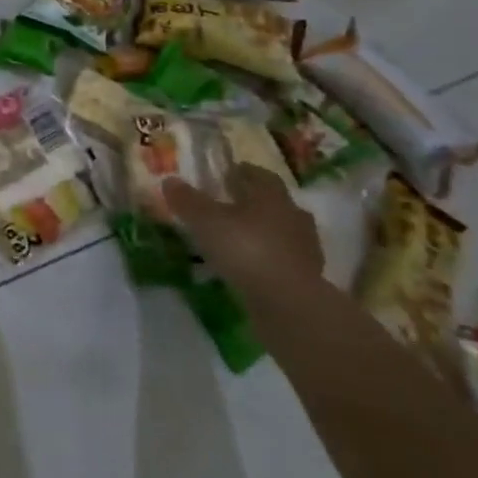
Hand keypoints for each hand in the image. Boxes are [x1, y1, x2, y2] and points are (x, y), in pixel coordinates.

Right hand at [163, 163, 323, 301]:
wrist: (290, 305)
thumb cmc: (246, 250)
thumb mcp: (205, 221)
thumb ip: (187, 200)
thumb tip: (169, 180)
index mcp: (272, 197)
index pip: (261, 175)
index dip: (243, 172)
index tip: (226, 174)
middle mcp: (293, 217)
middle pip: (275, 203)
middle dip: (254, 202)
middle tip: (229, 205)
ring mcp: (305, 249)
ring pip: (282, 231)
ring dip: (263, 231)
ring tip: (237, 238)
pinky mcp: (307, 278)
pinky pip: (284, 259)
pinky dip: (268, 258)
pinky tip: (249, 266)